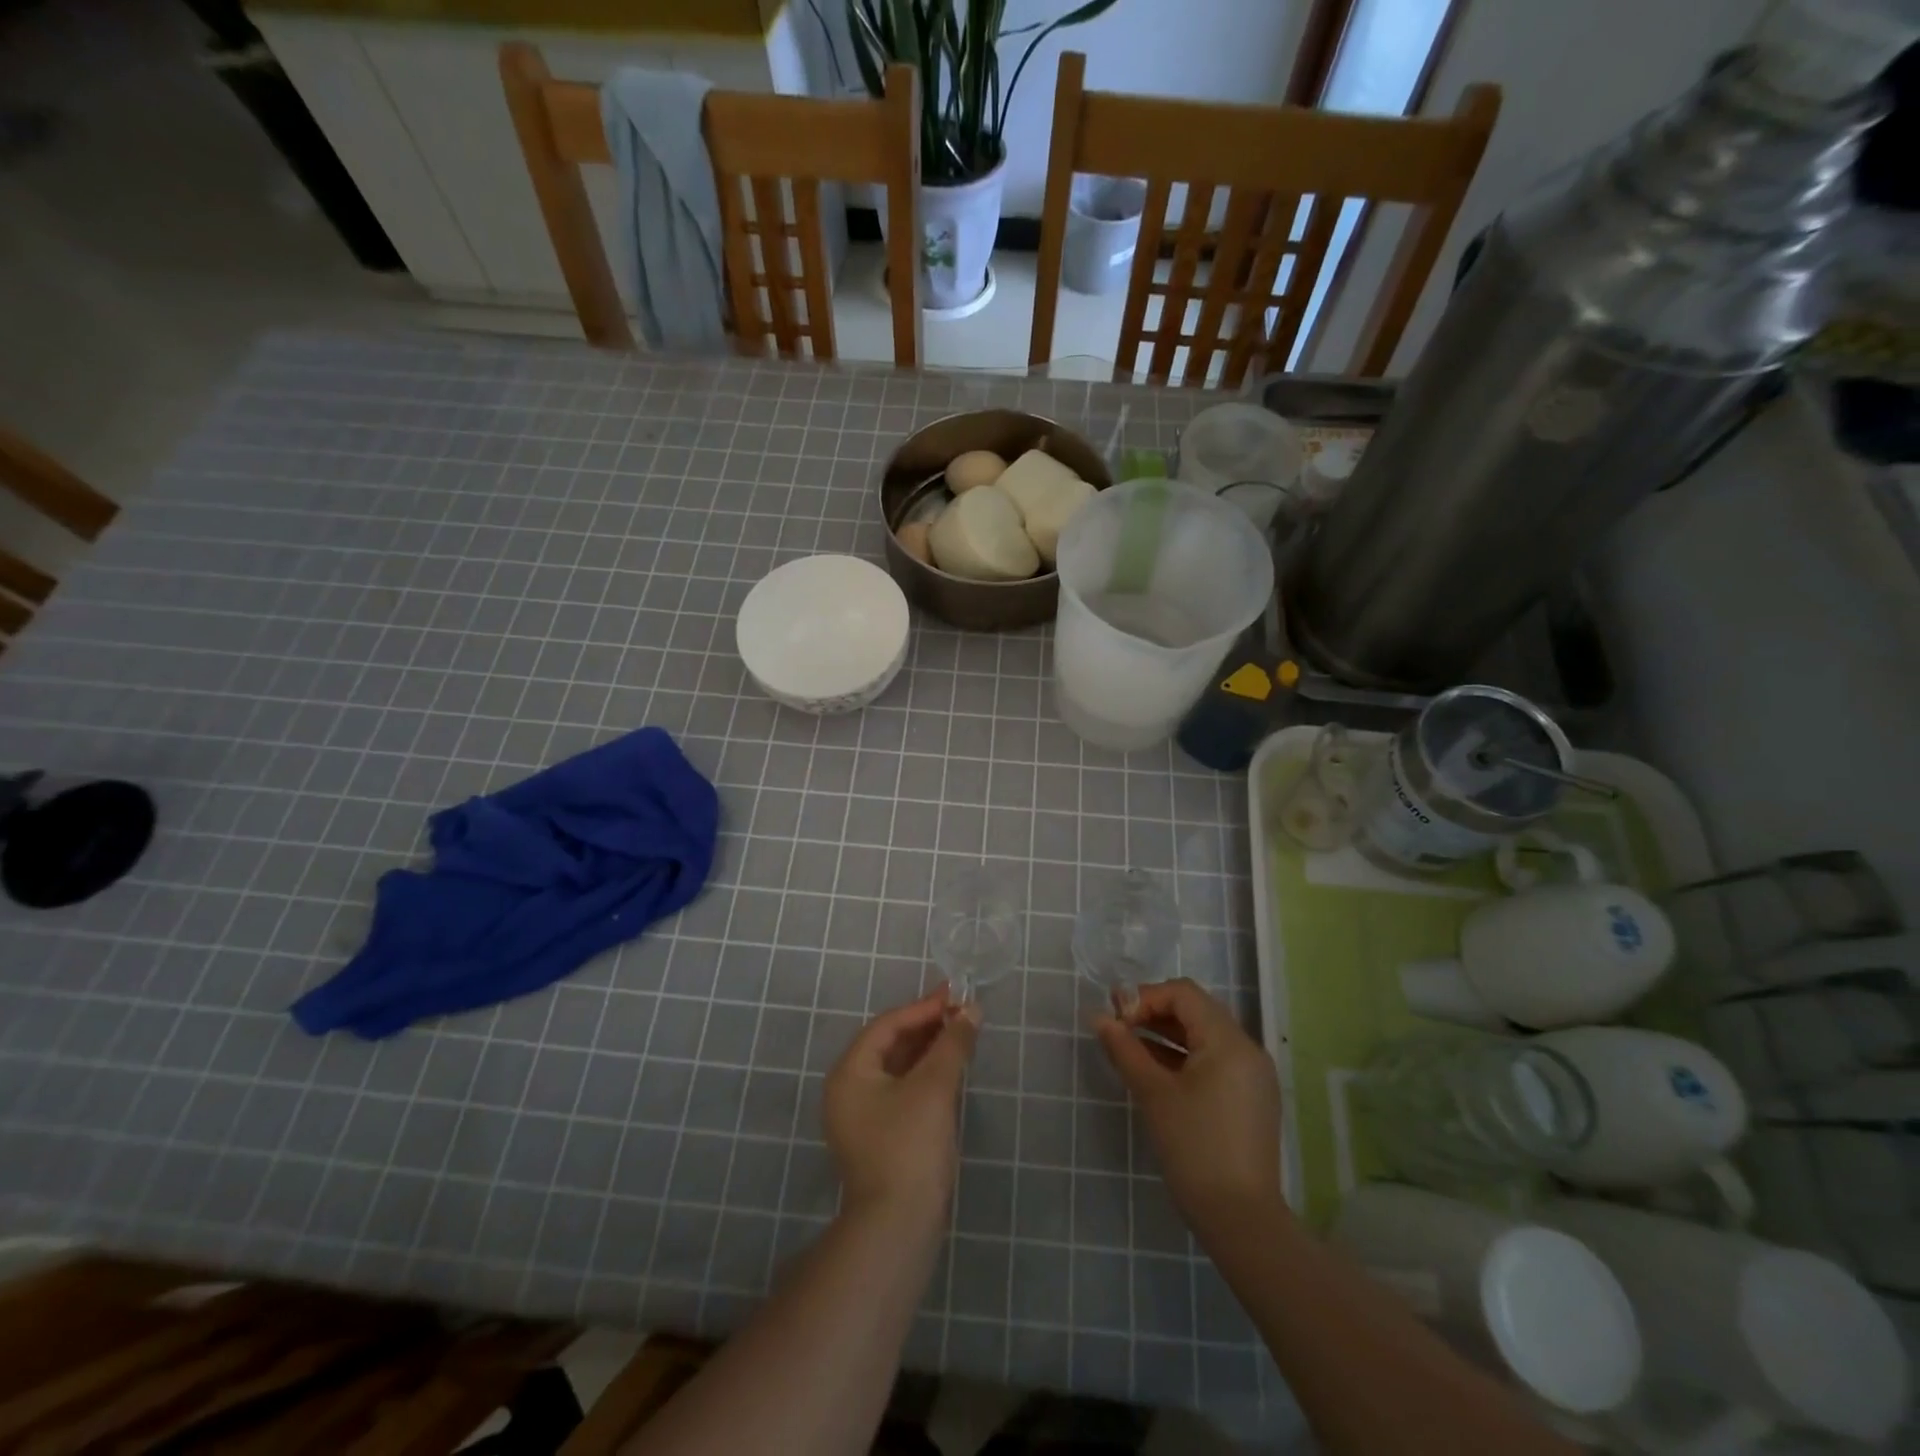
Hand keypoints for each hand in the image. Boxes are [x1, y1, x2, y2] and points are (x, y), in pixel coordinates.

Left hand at [824, 985, 979, 1229]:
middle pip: (891, 1045)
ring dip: (929, 1050)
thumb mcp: (934, 1088)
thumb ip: (952, 1044)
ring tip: (962, 1033)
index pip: (887, 1026)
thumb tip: (972, 1010)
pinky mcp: (880, 1138)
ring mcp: (863, 1117)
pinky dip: (926, 1076)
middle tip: (962, 1010)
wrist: (898, 1227)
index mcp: (850, 1072)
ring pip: (898, 1069)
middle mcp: (849, 1090)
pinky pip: (903, 1091)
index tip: (956, 996)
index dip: (923, 1008)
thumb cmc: (909, 1146)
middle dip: (927, 1026)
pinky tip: (951, 1069)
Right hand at [1095, 979, 1282, 1233]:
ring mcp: (1253, 1075)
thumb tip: (1099, 1018)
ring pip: (1204, 1036)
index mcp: (1229, 1041)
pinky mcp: (1251, 1098)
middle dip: (1153, 1012)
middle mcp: (1247, 1049)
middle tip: (1118, 1026)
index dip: (1145, 997)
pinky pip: (1214, 1060)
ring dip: (1166, 1034)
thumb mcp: (1153, 1093)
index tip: (1116, 1019)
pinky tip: (1155, 1070)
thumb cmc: (1194, 1148)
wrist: (1240, 1219)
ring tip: (1129, 1046)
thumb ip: (1125, 1049)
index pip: (1183, 994)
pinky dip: (1184, 1057)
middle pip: (1196, 1011)